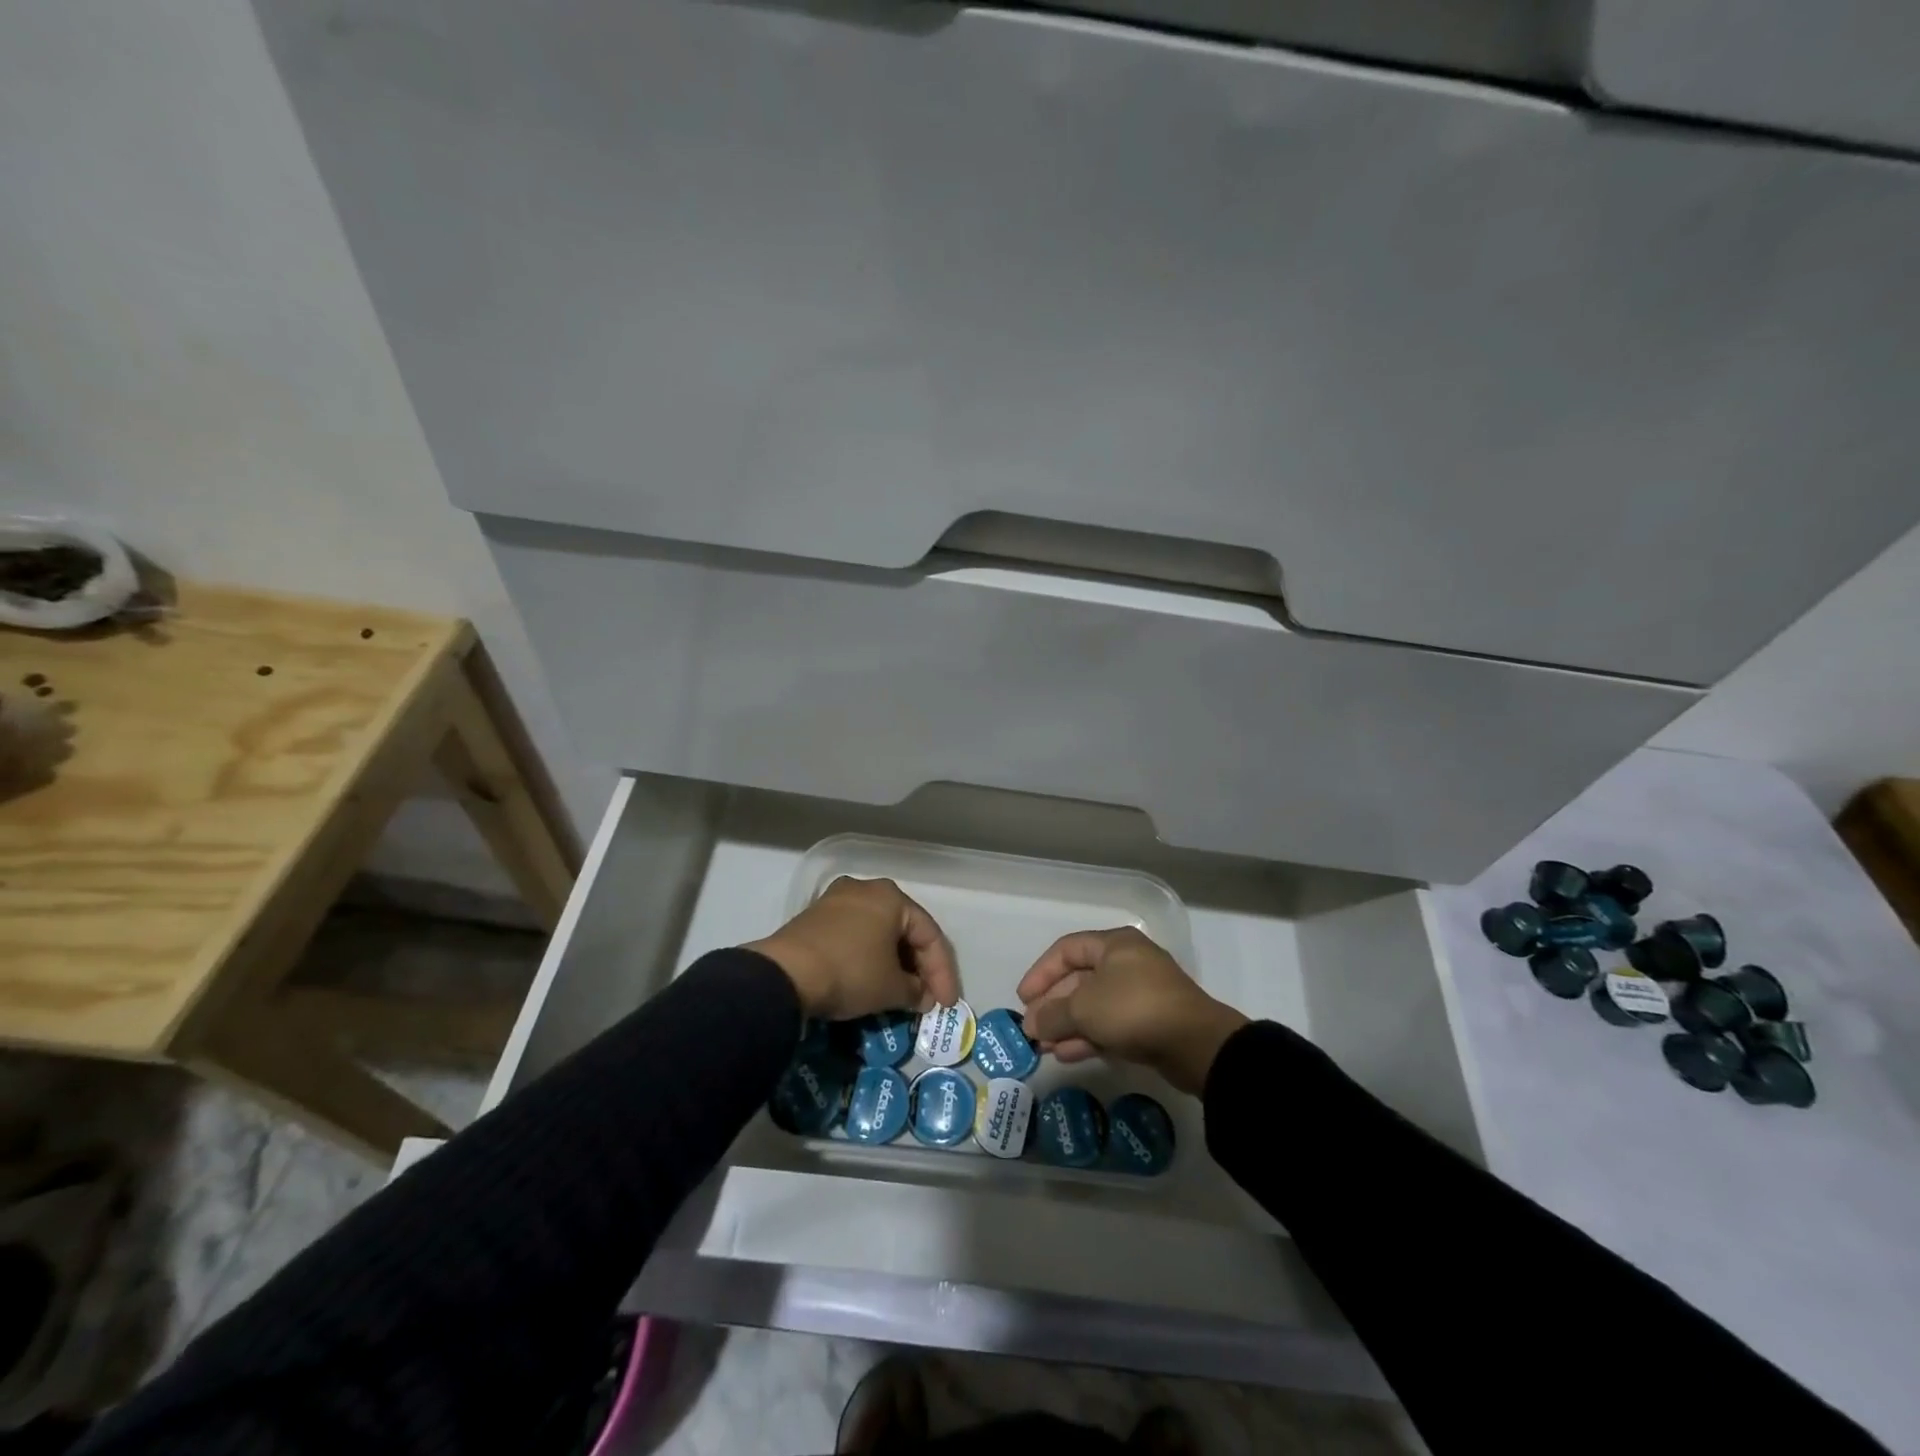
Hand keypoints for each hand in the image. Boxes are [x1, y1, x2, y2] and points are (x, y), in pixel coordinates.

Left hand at [746, 877, 960, 1021]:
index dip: (943, 974)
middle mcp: (866, 889)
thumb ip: (916, 991)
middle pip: (904, 930)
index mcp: (892, 897)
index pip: (930, 936)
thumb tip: (921, 996)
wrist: (785, 974)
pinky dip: (869, 957)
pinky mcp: (815, 917)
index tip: (945, 1005)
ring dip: (893, 963)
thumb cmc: (850, 972)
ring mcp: (837, 900)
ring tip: (901, 993)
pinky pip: (855, 935)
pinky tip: (871, 980)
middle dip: (918, 967)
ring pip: (878, 932)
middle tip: (926, 998)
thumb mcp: (891, 988)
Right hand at [1018, 927, 1247, 1095]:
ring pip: (1093, 1005)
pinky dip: (1087, 1036)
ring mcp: (1140, 994)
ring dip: (1067, 1025)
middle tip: (1032, 1029)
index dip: (1040, 973)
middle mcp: (1127, 963)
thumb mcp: (1083, 1009)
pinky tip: (1066, 1054)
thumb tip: (1031, 1024)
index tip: (1023, 999)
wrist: (1195, 1044)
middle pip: (1079, 979)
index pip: (1066, 950)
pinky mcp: (1149, 1022)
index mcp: (1114, 944)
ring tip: (1044, 1047)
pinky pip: (1110, 1024)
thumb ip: (1052, 1014)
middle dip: (1053, 1005)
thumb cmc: (1133, 1009)